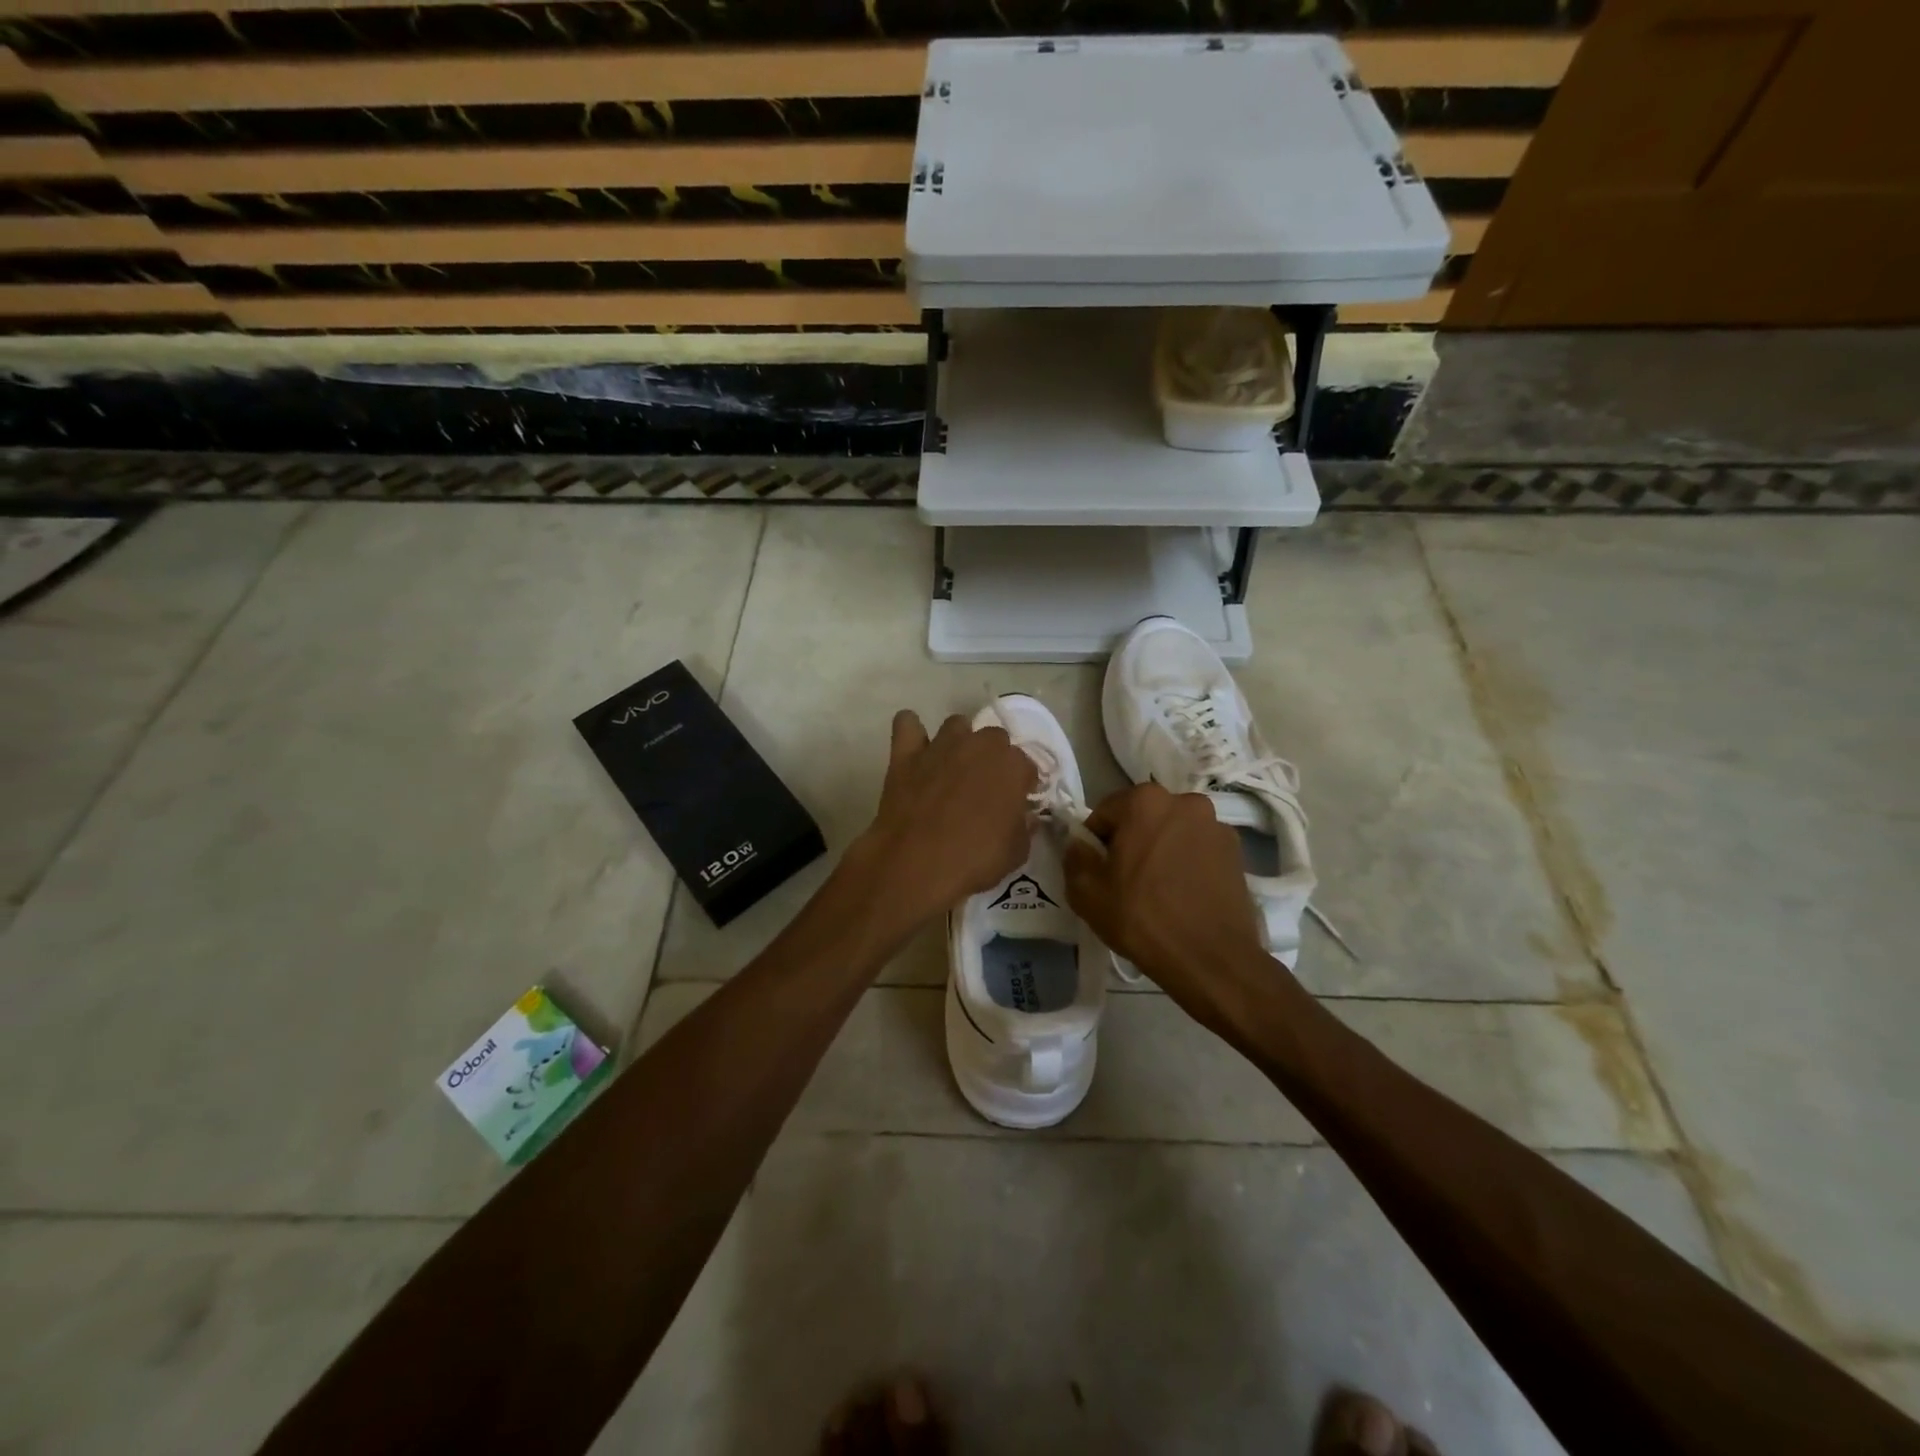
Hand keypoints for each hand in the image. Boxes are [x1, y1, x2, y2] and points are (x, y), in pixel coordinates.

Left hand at [849, 710, 1036, 930]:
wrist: (916, 864)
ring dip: (960, 741)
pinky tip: (915, 748)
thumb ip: (1024, 826)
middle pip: (994, 738)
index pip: (1027, 765)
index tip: (1017, 801)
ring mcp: (940, 746)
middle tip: (986, 786)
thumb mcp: (1016, 852)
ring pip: (956, 725)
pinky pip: (907, 723)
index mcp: (1012, 766)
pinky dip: (912, 730)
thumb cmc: (974, 860)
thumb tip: (1026, 816)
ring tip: (954, 766)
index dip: (1023, 784)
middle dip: (994, 757)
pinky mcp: (906, 754)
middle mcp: (979, 746)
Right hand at [1063, 784, 1273, 1034]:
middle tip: (1125, 881)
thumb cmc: (1143, 919)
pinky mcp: (1237, 852)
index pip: (1105, 813)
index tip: (1098, 872)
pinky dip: (1187, 863)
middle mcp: (1184, 802)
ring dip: (1161, 850)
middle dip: (1131, 842)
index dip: (1095, 842)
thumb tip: (1079, 844)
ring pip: (1172, 833)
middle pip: (1142, 818)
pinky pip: (1198, 849)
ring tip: (1158, 890)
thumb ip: (1075, 858)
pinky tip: (1183, 895)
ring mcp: (1216, 825)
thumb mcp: (1087, 893)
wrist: (1211, 959)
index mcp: (1145, 801)